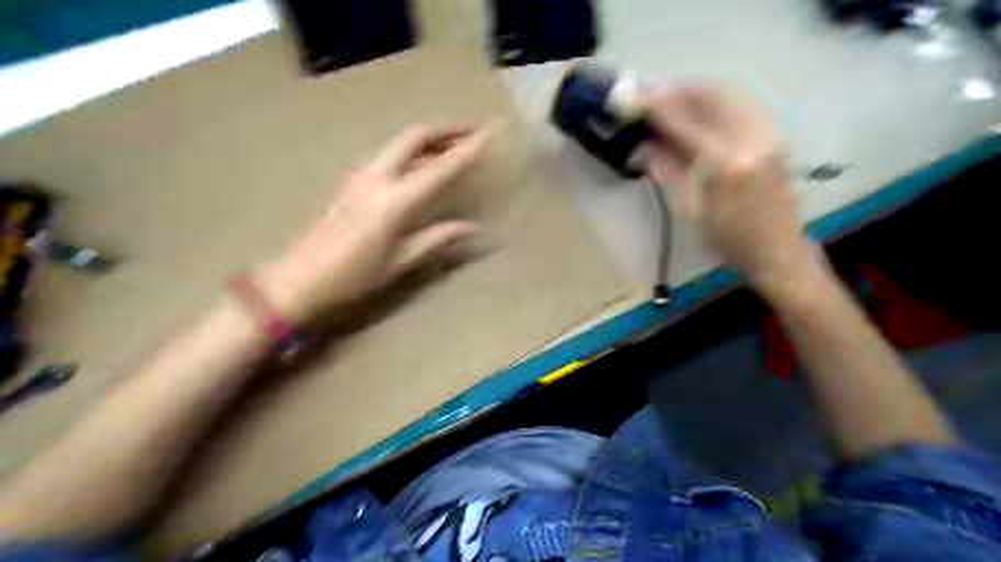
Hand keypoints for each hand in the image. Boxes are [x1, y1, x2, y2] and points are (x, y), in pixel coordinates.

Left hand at [258, 122, 491, 324]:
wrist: (299, 278)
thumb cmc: (354, 276)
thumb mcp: (401, 260)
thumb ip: (439, 238)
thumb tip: (475, 229)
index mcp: (396, 200)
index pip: (442, 166)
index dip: (470, 147)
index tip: (492, 130)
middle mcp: (378, 177)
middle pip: (416, 136)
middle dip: (447, 130)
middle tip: (472, 134)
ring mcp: (361, 175)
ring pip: (400, 143)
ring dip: (428, 139)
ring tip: (451, 148)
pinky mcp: (351, 181)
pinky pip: (389, 155)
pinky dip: (411, 152)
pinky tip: (420, 168)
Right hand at [641, 84, 811, 297]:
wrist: (778, 252)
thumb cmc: (728, 240)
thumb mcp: (690, 210)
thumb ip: (670, 170)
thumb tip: (646, 144)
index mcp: (725, 164)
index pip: (686, 123)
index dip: (658, 106)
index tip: (634, 95)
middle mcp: (752, 139)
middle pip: (712, 96)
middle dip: (679, 90)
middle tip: (652, 92)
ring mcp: (769, 134)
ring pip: (731, 95)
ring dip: (699, 92)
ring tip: (672, 98)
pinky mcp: (775, 136)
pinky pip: (743, 106)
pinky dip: (717, 101)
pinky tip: (701, 109)